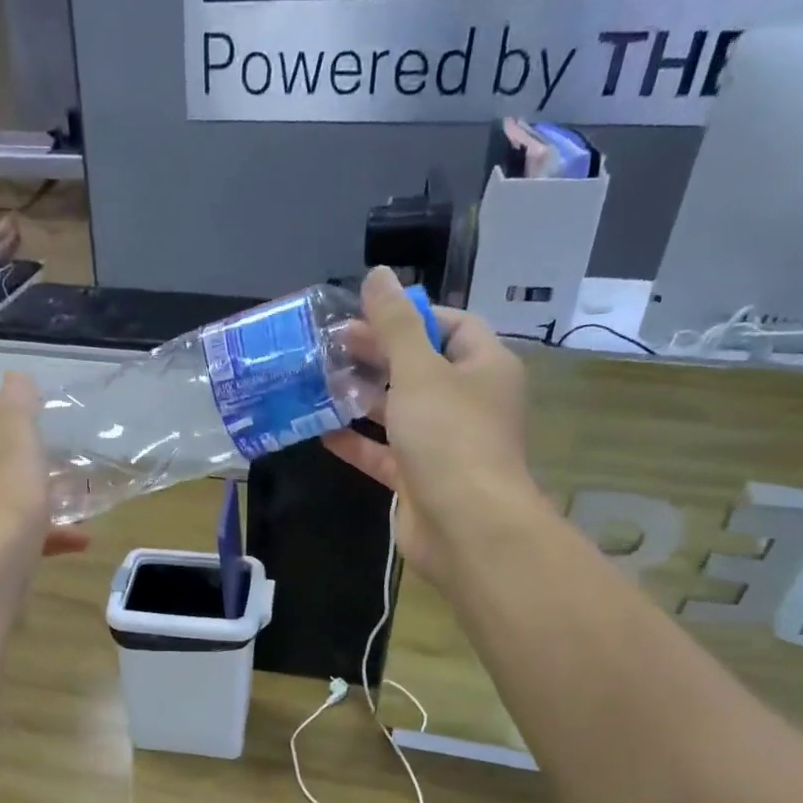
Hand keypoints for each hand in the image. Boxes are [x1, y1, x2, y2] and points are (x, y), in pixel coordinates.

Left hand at [0, 373, 89, 579]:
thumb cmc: (5, 501)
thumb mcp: (19, 444)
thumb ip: (19, 407)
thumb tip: (15, 374)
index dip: (7, 426)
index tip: (38, 435)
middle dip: (29, 468)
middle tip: (61, 470)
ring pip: (8, 505)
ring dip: (43, 504)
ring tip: (78, 507)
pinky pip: (17, 538)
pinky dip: (46, 537)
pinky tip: (80, 543)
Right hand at [323, 267, 545, 586]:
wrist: (466, 526)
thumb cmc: (450, 437)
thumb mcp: (420, 370)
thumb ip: (396, 324)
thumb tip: (378, 275)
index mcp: (484, 367)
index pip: (452, 325)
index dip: (411, 315)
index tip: (366, 314)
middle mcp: (466, 402)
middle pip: (419, 367)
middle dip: (377, 355)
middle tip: (329, 345)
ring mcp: (442, 444)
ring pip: (398, 411)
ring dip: (362, 397)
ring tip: (319, 381)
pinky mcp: (418, 478)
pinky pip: (384, 453)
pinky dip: (357, 442)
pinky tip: (322, 431)